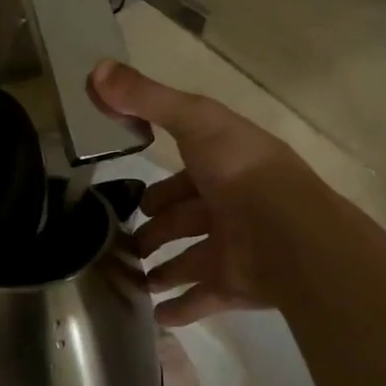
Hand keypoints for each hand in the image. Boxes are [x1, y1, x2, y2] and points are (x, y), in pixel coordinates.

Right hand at [90, 60, 336, 326]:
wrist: (289, 234)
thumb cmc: (240, 170)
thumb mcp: (192, 120)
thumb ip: (146, 98)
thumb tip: (95, 69)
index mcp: (223, 165)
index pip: (184, 172)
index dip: (160, 183)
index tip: (131, 193)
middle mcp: (228, 205)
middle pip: (185, 217)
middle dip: (157, 227)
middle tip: (125, 242)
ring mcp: (232, 247)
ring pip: (189, 258)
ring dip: (163, 268)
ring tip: (132, 279)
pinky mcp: (234, 284)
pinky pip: (201, 299)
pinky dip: (181, 308)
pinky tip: (156, 316)